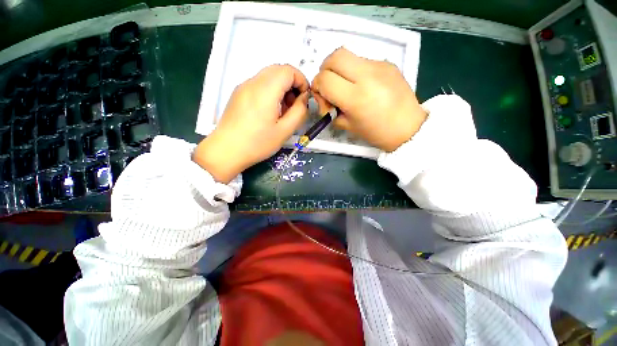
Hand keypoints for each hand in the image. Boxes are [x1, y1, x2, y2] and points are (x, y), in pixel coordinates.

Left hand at [194, 65, 309, 182]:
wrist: (226, 151)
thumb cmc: (257, 143)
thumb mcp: (285, 131)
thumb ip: (299, 112)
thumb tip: (304, 98)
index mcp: (265, 91)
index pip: (288, 70)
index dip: (301, 80)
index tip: (304, 98)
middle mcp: (252, 83)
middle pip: (278, 70)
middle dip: (292, 84)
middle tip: (294, 105)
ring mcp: (243, 87)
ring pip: (268, 76)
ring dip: (281, 88)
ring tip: (283, 111)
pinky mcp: (238, 94)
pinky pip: (259, 84)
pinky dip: (270, 92)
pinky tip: (270, 112)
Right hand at [311, 48, 426, 151]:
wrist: (408, 127)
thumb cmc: (376, 132)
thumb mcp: (347, 126)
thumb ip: (330, 110)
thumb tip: (324, 98)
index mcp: (356, 98)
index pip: (325, 79)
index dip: (317, 87)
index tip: (323, 98)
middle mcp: (367, 76)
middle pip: (334, 57)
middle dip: (325, 70)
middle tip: (330, 86)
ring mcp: (379, 66)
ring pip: (348, 56)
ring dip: (340, 70)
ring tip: (347, 87)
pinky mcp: (388, 63)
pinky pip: (362, 61)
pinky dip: (355, 71)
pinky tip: (363, 86)